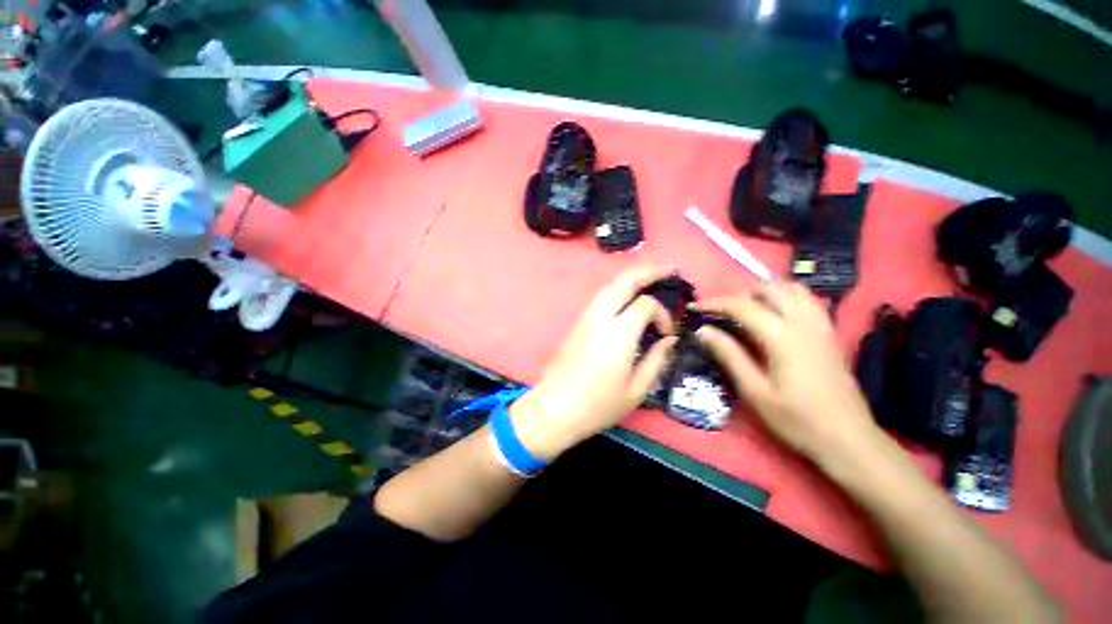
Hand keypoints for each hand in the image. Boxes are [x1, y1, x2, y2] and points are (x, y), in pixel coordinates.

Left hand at [512, 266, 679, 459]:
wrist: (555, 408)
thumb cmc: (598, 405)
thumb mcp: (636, 390)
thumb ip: (656, 360)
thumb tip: (668, 339)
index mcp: (618, 334)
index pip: (645, 305)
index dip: (663, 314)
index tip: (668, 333)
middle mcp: (600, 318)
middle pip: (623, 281)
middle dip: (647, 271)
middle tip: (668, 270)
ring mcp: (585, 318)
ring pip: (608, 286)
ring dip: (630, 279)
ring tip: (649, 280)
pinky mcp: (577, 324)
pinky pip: (600, 298)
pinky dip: (617, 291)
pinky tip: (627, 300)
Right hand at [693, 282, 880, 467]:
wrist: (849, 439)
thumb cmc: (797, 419)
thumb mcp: (755, 391)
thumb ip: (729, 355)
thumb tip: (703, 330)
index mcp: (782, 336)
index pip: (742, 306)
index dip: (714, 303)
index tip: (694, 307)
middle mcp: (804, 322)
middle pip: (769, 288)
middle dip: (739, 294)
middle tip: (720, 312)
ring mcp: (821, 326)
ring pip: (792, 289)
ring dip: (764, 292)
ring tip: (746, 310)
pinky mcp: (830, 333)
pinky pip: (807, 300)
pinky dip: (785, 298)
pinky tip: (775, 316)